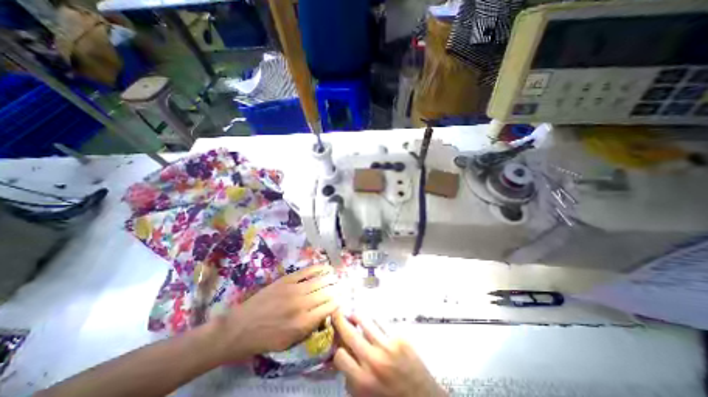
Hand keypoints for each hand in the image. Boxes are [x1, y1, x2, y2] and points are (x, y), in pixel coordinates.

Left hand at [208, 265, 337, 360]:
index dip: (337, 303)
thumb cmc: (265, 339)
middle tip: (340, 288)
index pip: (329, 308)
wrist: (239, 328)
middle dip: (336, 290)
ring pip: (320, 280)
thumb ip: (309, 328)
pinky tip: (326, 267)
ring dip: (331, 278)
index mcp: (303, 323)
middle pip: (327, 292)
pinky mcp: (287, 279)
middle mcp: (302, 304)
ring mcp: (294, 289)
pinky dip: (318, 268)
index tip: (339, 301)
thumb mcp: (289, 342)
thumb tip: (324, 313)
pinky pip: (307, 271)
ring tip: (336, 276)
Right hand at [335, 312, 443, 395]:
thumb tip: (342, 358)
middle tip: (336, 311)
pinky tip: (371, 322)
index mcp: (363, 382)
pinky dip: (373, 321)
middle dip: (340, 320)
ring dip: (356, 316)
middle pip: (350, 333)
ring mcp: (388, 346)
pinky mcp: (400, 338)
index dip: (337, 350)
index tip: (339, 347)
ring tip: (353, 314)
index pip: (340, 356)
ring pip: (366, 322)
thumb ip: (352, 380)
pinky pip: (381, 322)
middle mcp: (374, 361)